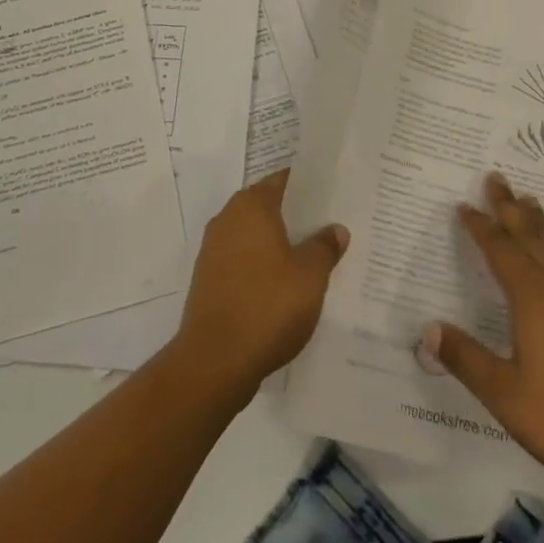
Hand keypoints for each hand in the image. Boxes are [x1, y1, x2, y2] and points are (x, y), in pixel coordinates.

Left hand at [173, 169, 348, 401]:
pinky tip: (281, 287)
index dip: (308, 187)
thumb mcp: (310, 276)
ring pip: (253, 235)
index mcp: (252, 205)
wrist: (214, 361)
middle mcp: (228, 218)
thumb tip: (336, 229)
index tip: (331, 195)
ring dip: (277, 244)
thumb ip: (324, 247)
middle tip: (327, 228)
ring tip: (309, 258)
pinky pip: (241, 260)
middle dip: (294, 216)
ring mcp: (213, 249)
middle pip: (267, 206)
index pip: (283, 180)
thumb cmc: (267, 306)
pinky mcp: (207, 279)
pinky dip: (260, 266)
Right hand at [422, 173, 543, 503]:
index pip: (501, 250)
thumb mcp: (508, 396)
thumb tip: (429, 328)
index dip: (481, 226)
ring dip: (539, 222)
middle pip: (531, 236)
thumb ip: (468, 360)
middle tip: (497, 177)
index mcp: (533, 299)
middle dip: (510, 207)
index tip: (464, 205)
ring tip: (530, 201)